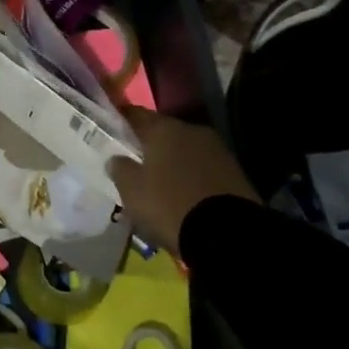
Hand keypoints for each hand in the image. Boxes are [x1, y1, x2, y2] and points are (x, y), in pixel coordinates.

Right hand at [108, 106, 259, 255]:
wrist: (229, 234)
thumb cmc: (170, 205)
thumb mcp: (132, 190)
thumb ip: (120, 169)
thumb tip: (116, 158)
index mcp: (164, 129)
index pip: (136, 114)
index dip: (123, 119)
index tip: (113, 126)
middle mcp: (192, 130)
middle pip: (164, 132)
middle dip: (150, 144)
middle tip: (136, 161)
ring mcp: (217, 150)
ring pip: (186, 150)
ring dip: (173, 161)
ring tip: (161, 182)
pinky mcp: (235, 172)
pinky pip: (204, 168)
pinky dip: (192, 176)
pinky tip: (185, 193)